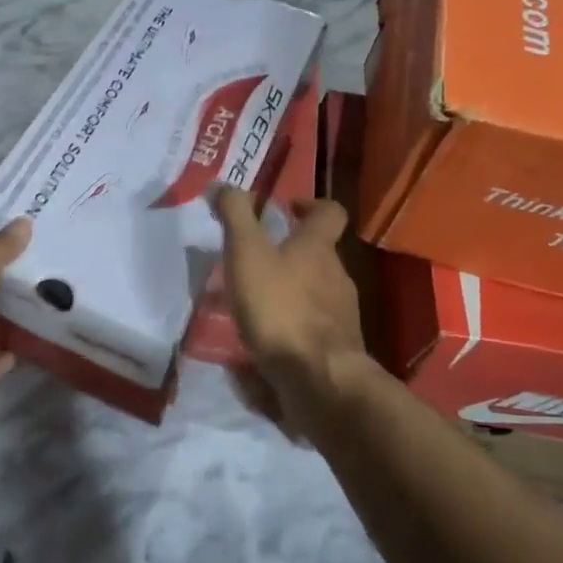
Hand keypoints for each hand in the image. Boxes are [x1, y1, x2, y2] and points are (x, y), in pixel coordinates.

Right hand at [213, 187, 367, 426]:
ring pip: (314, 292)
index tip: (286, 208)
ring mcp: (340, 315)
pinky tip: (262, 340)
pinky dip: (289, 326)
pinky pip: (309, 328)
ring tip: (250, 304)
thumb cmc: (281, 308)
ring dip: (287, 291)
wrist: (319, 379)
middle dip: (290, 253)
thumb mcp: (247, 254)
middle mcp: (336, 276)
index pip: (329, 212)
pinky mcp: (334, 349)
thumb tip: (222, 183)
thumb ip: (235, 216)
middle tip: (253, 259)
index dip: (310, 205)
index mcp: (318, 248)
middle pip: (319, 255)